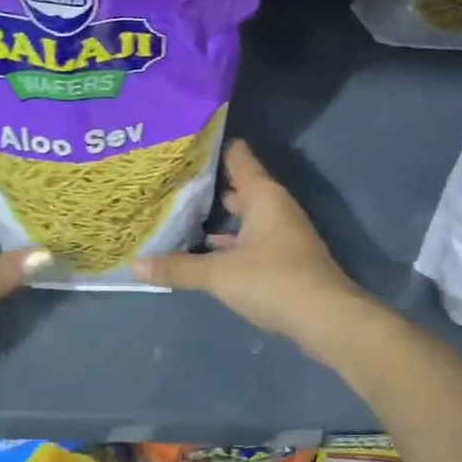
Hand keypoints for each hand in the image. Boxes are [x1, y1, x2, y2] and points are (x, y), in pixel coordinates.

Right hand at [132, 139, 365, 347]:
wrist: (326, 319)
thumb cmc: (272, 280)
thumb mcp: (218, 274)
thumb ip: (178, 268)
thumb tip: (135, 266)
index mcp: (263, 195)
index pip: (239, 157)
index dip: (214, 148)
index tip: (186, 142)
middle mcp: (276, 207)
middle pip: (242, 185)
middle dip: (212, 183)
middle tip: (176, 177)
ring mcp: (284, 233)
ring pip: (248, 214)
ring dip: (223, 214)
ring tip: (185, 210)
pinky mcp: (285, 258)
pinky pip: (252, 237)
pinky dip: (233, 240)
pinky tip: (211, 249)